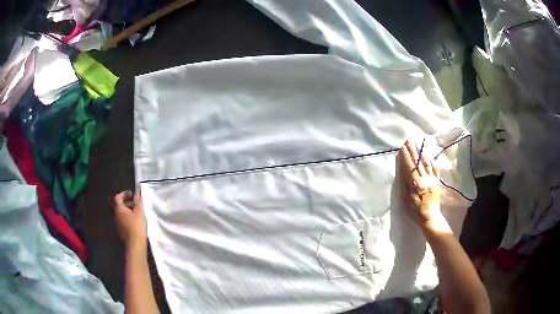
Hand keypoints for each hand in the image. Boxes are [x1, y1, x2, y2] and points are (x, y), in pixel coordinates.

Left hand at [113, 190, 146, 249]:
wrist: (135, 243)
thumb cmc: (137, 225)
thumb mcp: (139, 211)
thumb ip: (138, 200)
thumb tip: (137, 191)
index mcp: (119, 208)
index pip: (118, 197)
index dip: (124, 194)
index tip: (131, 194)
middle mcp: (116, 215)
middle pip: (119, 205)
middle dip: (126, 202)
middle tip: (135, 202)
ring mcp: (118, 223)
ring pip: (121, 213)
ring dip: (127, 210)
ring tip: (136, 212)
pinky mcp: (121, 230)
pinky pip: (123, 220)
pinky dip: (127, 217)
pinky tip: (135, 221)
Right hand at [398, 141, 446, 233]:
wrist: (430, 217)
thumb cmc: (415, 210)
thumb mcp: (406, 199)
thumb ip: (405, 184)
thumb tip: (403, 170)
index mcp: (417, 183)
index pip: (410, 166)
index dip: (406, 156)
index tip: (402, 147)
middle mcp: (425, 179)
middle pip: (419, 162)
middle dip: (413, 151)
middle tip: (408, 141)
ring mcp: (433, 179)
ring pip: (428, 163)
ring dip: (422, 152)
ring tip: (418, 144)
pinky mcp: (437, 182)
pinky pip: (435, 168)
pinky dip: (432, 160)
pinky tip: (429, 155)